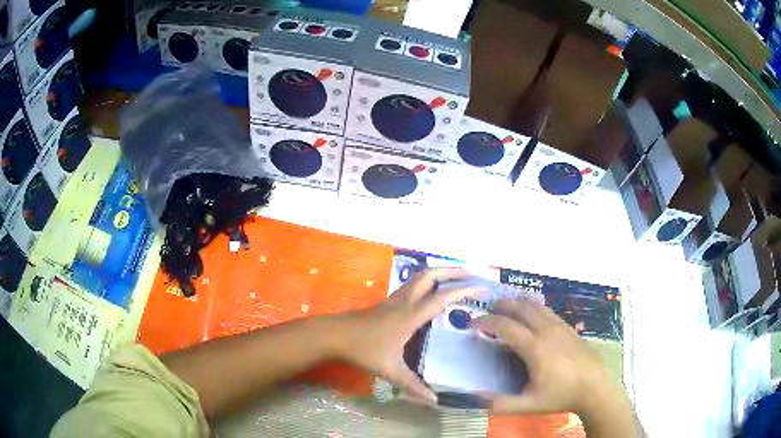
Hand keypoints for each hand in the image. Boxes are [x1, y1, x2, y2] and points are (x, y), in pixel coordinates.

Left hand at [333, 267, 480, 402]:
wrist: (333, 335)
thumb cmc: (363, 350)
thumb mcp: (390, 370)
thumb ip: (413, 385)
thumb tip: (434, 400)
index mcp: (410, 316)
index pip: (442, 298)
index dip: (463, 290)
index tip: (482, 287)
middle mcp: (404, 302)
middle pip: (430, 275)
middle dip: (453, 270)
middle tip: (472, 271)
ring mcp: (394, 299)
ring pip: (419, 277)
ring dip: (440, 273)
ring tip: (456, 276)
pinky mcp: (387, 302)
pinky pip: (412, 285)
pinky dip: (428, 282)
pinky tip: (431, 293)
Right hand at [474, 298, 619, 415]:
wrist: (595, 387)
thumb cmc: (561, 396)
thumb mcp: (528, 405)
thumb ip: (500, 403)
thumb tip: (475, 398)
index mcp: (534, 348)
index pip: (505, 326)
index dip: (486, 322)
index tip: (472, 323)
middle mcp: (546, 331)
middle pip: (521, 308)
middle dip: (502, 304)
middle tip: (488, 307)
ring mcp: (560, 327)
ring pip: (537, 305)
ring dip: (519, 302)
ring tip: (507, 304)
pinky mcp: (570, 328)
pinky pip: (548, 311)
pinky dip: (535, 307)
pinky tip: (533, 314)